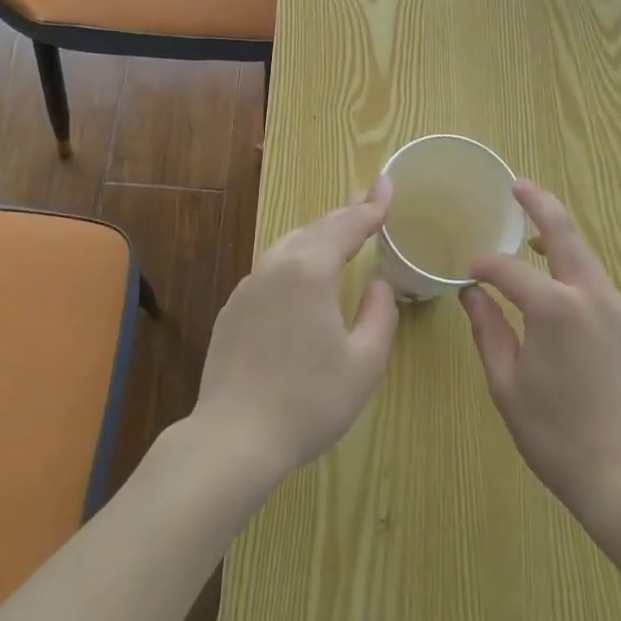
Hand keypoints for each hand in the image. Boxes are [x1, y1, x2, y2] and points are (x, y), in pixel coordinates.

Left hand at [191, 178, 399, 493]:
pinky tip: (302, 273)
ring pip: (290, 243)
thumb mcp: (364, 363)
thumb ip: (380, 314)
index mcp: (310, 271)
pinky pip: (271, 267)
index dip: (372, 205)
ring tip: (340, 230)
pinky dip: (296, 257)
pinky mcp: (233, 308)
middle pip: (317, 228)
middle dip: (346, 212)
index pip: (349, 226)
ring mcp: (249, 285)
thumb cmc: (308, 401)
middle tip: (369, 200)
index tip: (387, 183)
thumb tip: (379, 284)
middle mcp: (277, 266)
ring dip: (319, 233)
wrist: (234, 438)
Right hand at [461, 180, 620, 517]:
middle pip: (563, 233)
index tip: (466, 272)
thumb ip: (488, 328)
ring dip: (558, 236)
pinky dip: (574, 268)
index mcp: (554, 308)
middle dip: (538, 203)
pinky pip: (597, 282)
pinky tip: (559, 285)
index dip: (483, 265)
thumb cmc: (555, 434)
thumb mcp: (506, 383)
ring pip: (584, 255)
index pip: (508, 269)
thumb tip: (471, 292)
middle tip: (516, 184)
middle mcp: (590, 295)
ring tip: (532, 232)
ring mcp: (617, 308)